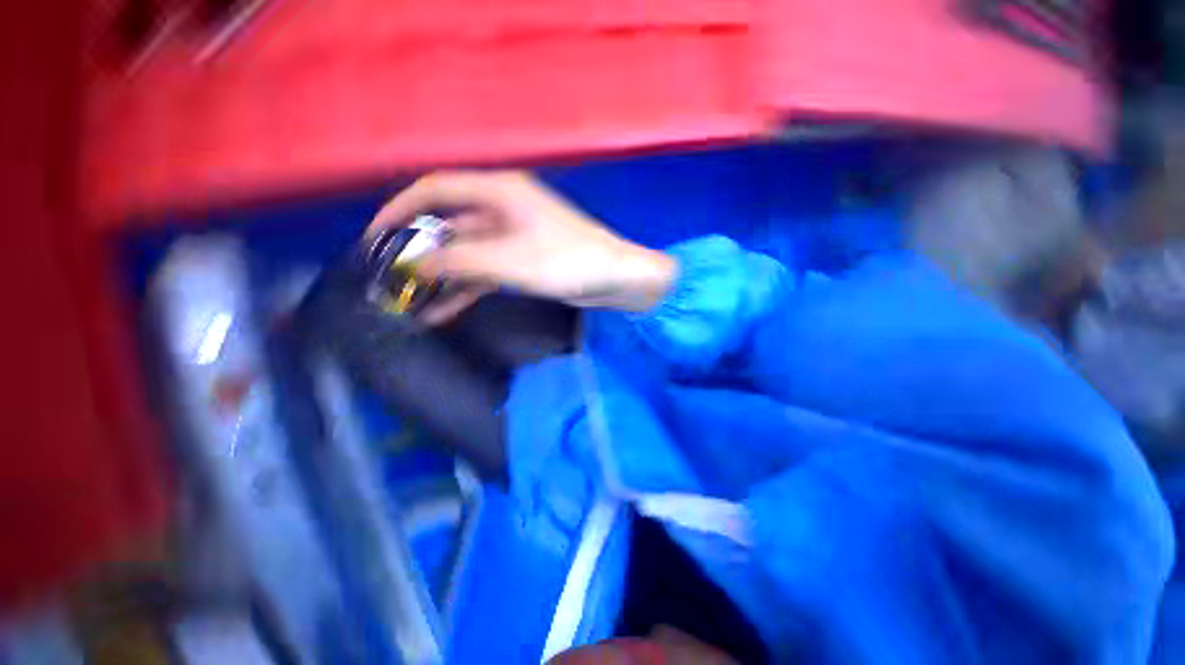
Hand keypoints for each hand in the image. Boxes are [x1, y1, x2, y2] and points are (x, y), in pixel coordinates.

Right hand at [369, 171, 675, 322]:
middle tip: (389, 277)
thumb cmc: (568, 260)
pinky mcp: (521, 262)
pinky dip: (464, 290)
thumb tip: (413, 263)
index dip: (401, 209)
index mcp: (499, 192)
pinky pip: (484, 273)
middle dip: (418, 250)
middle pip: (448, 225)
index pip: (436, 189)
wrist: (615, 279)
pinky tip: (441, 311)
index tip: (376, 237)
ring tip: (408, 301)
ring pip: (465, 254)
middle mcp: (501, 209)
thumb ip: (459, 260)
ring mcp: (511, 238)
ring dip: (440, 276)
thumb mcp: (510, 260)